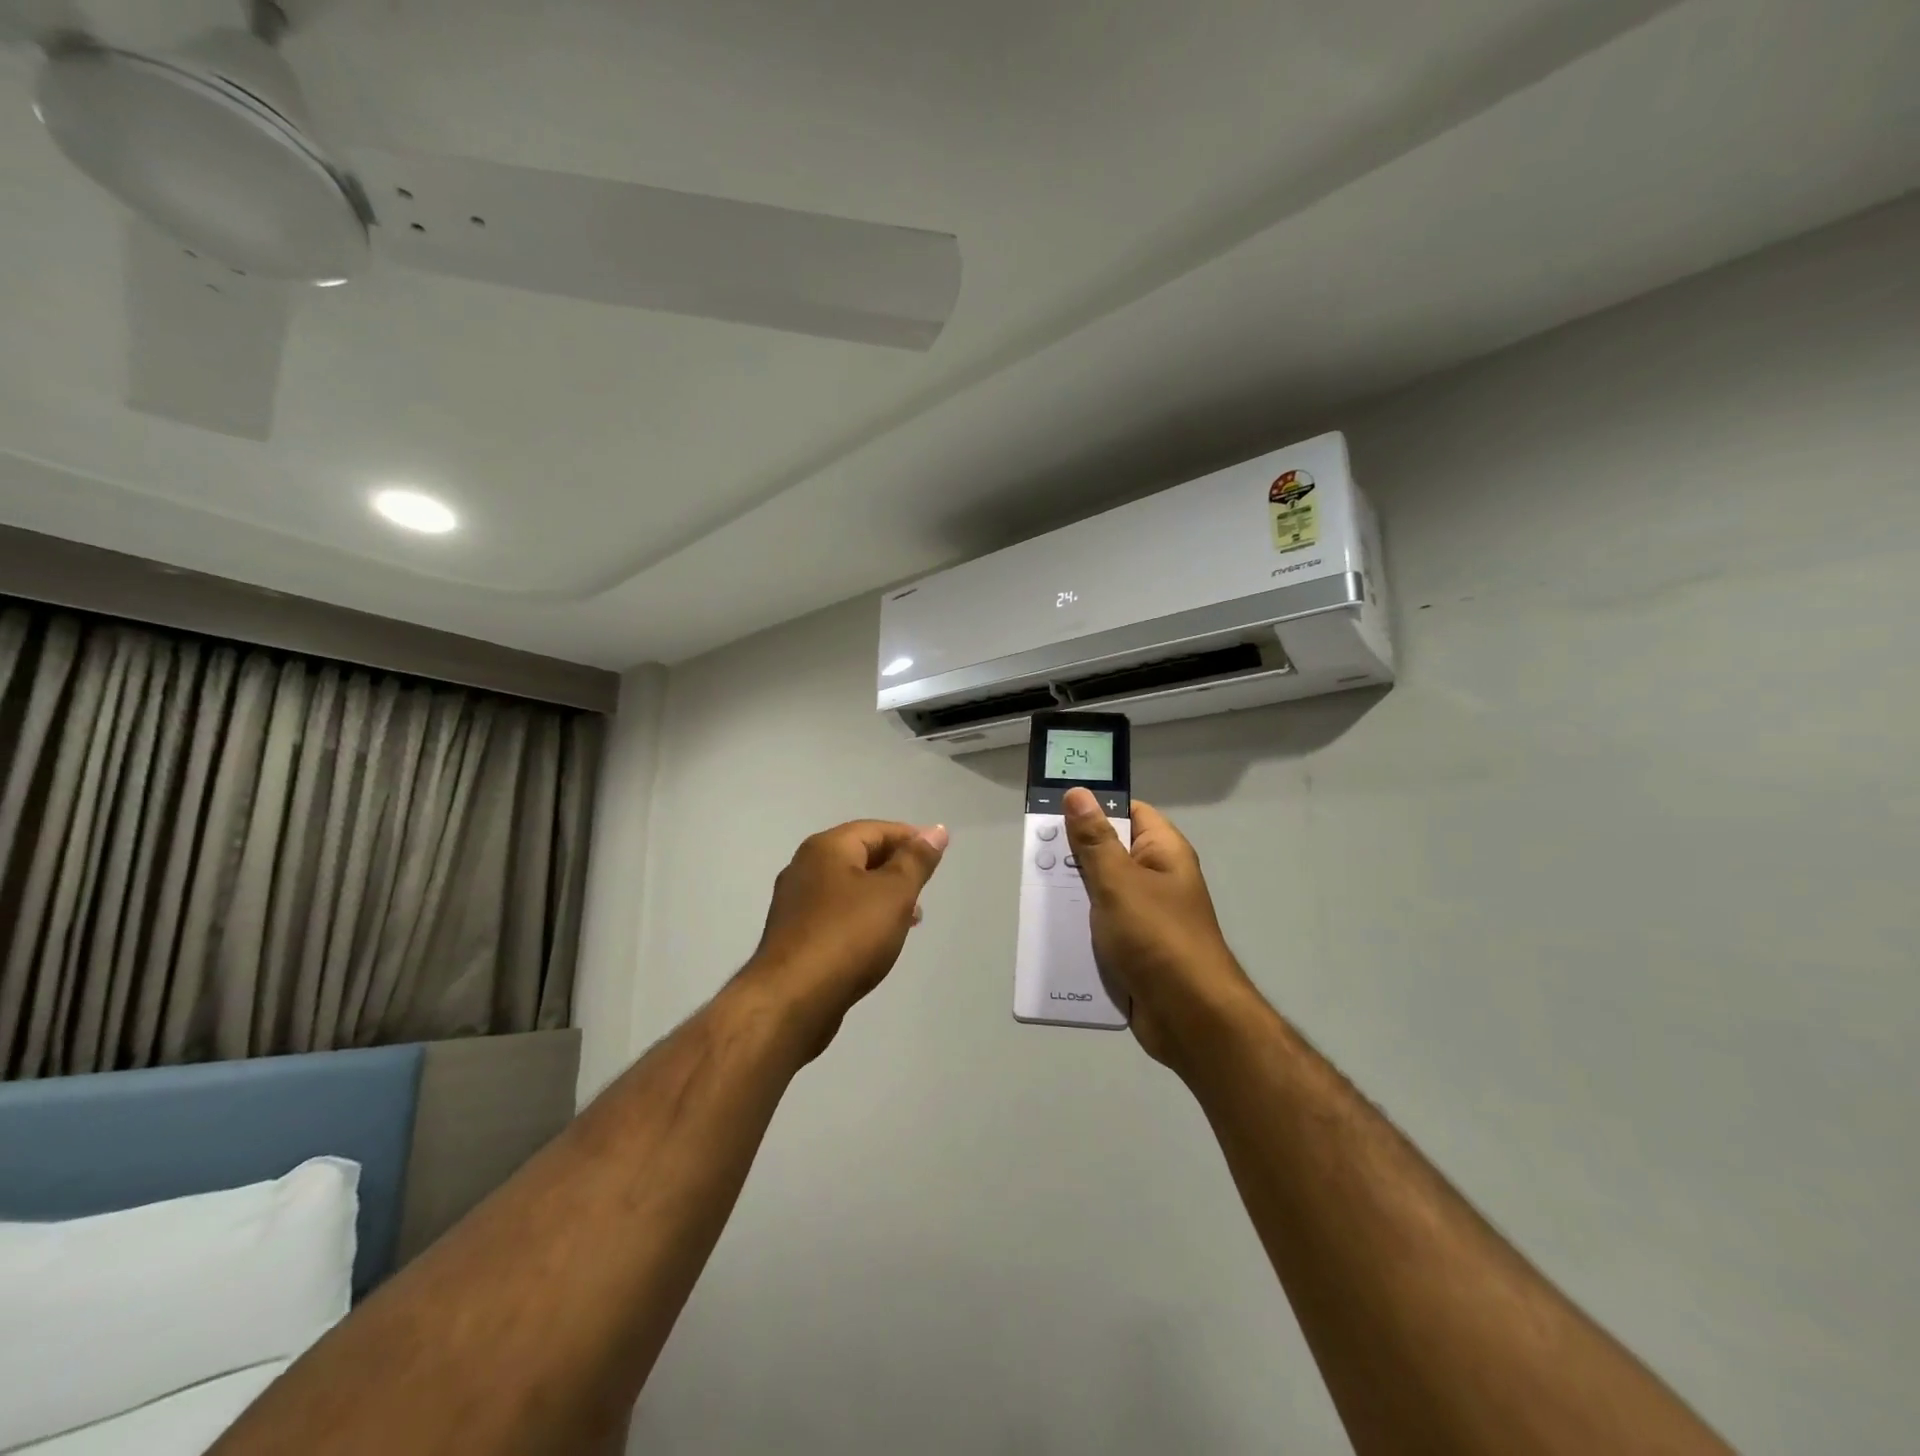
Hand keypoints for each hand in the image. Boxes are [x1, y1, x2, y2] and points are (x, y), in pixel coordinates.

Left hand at [739, 819, 948, 1055]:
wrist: (792, 999)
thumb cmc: (848, 936)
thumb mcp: (894, 893)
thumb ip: (916, 860)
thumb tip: (936, 830)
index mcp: (826, 848)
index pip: (876, 829)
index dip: (910, 839)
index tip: (936, 859)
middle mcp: (805, 867)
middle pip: (860, 856)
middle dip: (896, 870)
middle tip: (923, 892)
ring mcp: (795, 902)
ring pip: (848, 887)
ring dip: (880, 897)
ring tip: (908, 920)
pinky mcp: (794, 935)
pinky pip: (835, 914)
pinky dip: (860, 918)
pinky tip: (876, 942)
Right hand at [1061, 787, 1259, 1071]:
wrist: (1190, 1018)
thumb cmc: (1157, 937)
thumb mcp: (1119, 882)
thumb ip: (1094, 839)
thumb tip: (1079, 793)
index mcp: (1163, 853)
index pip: (1128, 813)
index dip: (1095, 808)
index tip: (1053, 812)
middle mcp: (1157, 880)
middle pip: (1109, 854)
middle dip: (1072, 857)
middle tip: (1034, 858)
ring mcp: (1146, 918)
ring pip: (1100, 895)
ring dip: (1071, 896)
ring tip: (1033, 894)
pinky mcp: (1135, 951)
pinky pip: (1101, 930)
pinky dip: (1079, 930)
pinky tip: (1050, 934)